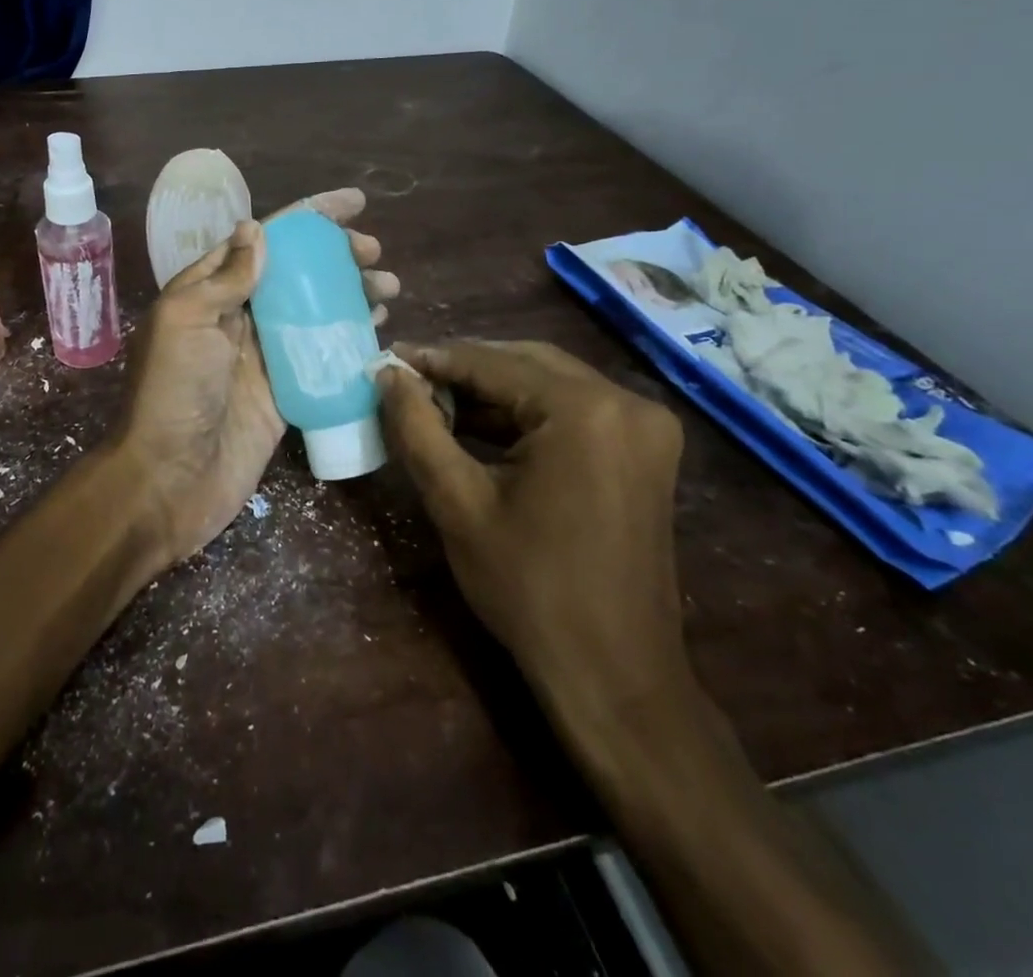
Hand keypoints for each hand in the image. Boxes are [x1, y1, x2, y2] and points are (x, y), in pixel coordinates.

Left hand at [114, 188, 397, 568]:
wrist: (169, 480)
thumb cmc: (174, 393)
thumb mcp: (188, 321)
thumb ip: (224, 277)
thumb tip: (256, 228)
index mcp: (210, 291)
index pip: (265, 240)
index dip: (308, 218)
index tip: (354, 204)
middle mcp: (238, 317)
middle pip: (297, 273)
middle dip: (337, 256)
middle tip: (374, 254)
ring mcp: (263, 356)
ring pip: (315, 312)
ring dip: (351, 294)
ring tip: (388, 287)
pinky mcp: (284, 393)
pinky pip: (322, 357)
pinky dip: (350, 340)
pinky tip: (379, 330)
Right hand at [376, 340, 687, 735]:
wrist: (614, 674)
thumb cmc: (529, 589)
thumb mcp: (457, 503)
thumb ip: (417, 428)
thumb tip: (387, 374)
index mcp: (585, 410)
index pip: (493, 363)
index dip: (434, 359)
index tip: (387, 359)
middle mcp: (626, 402)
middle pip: (526, 363)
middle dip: (464, 369)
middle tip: (408, 379)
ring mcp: (644, 426)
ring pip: (550, 383)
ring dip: (493, 389)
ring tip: (434, 400)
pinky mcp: (645, 450)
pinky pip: (573, 410)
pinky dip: (525, 413)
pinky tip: (479, 424)